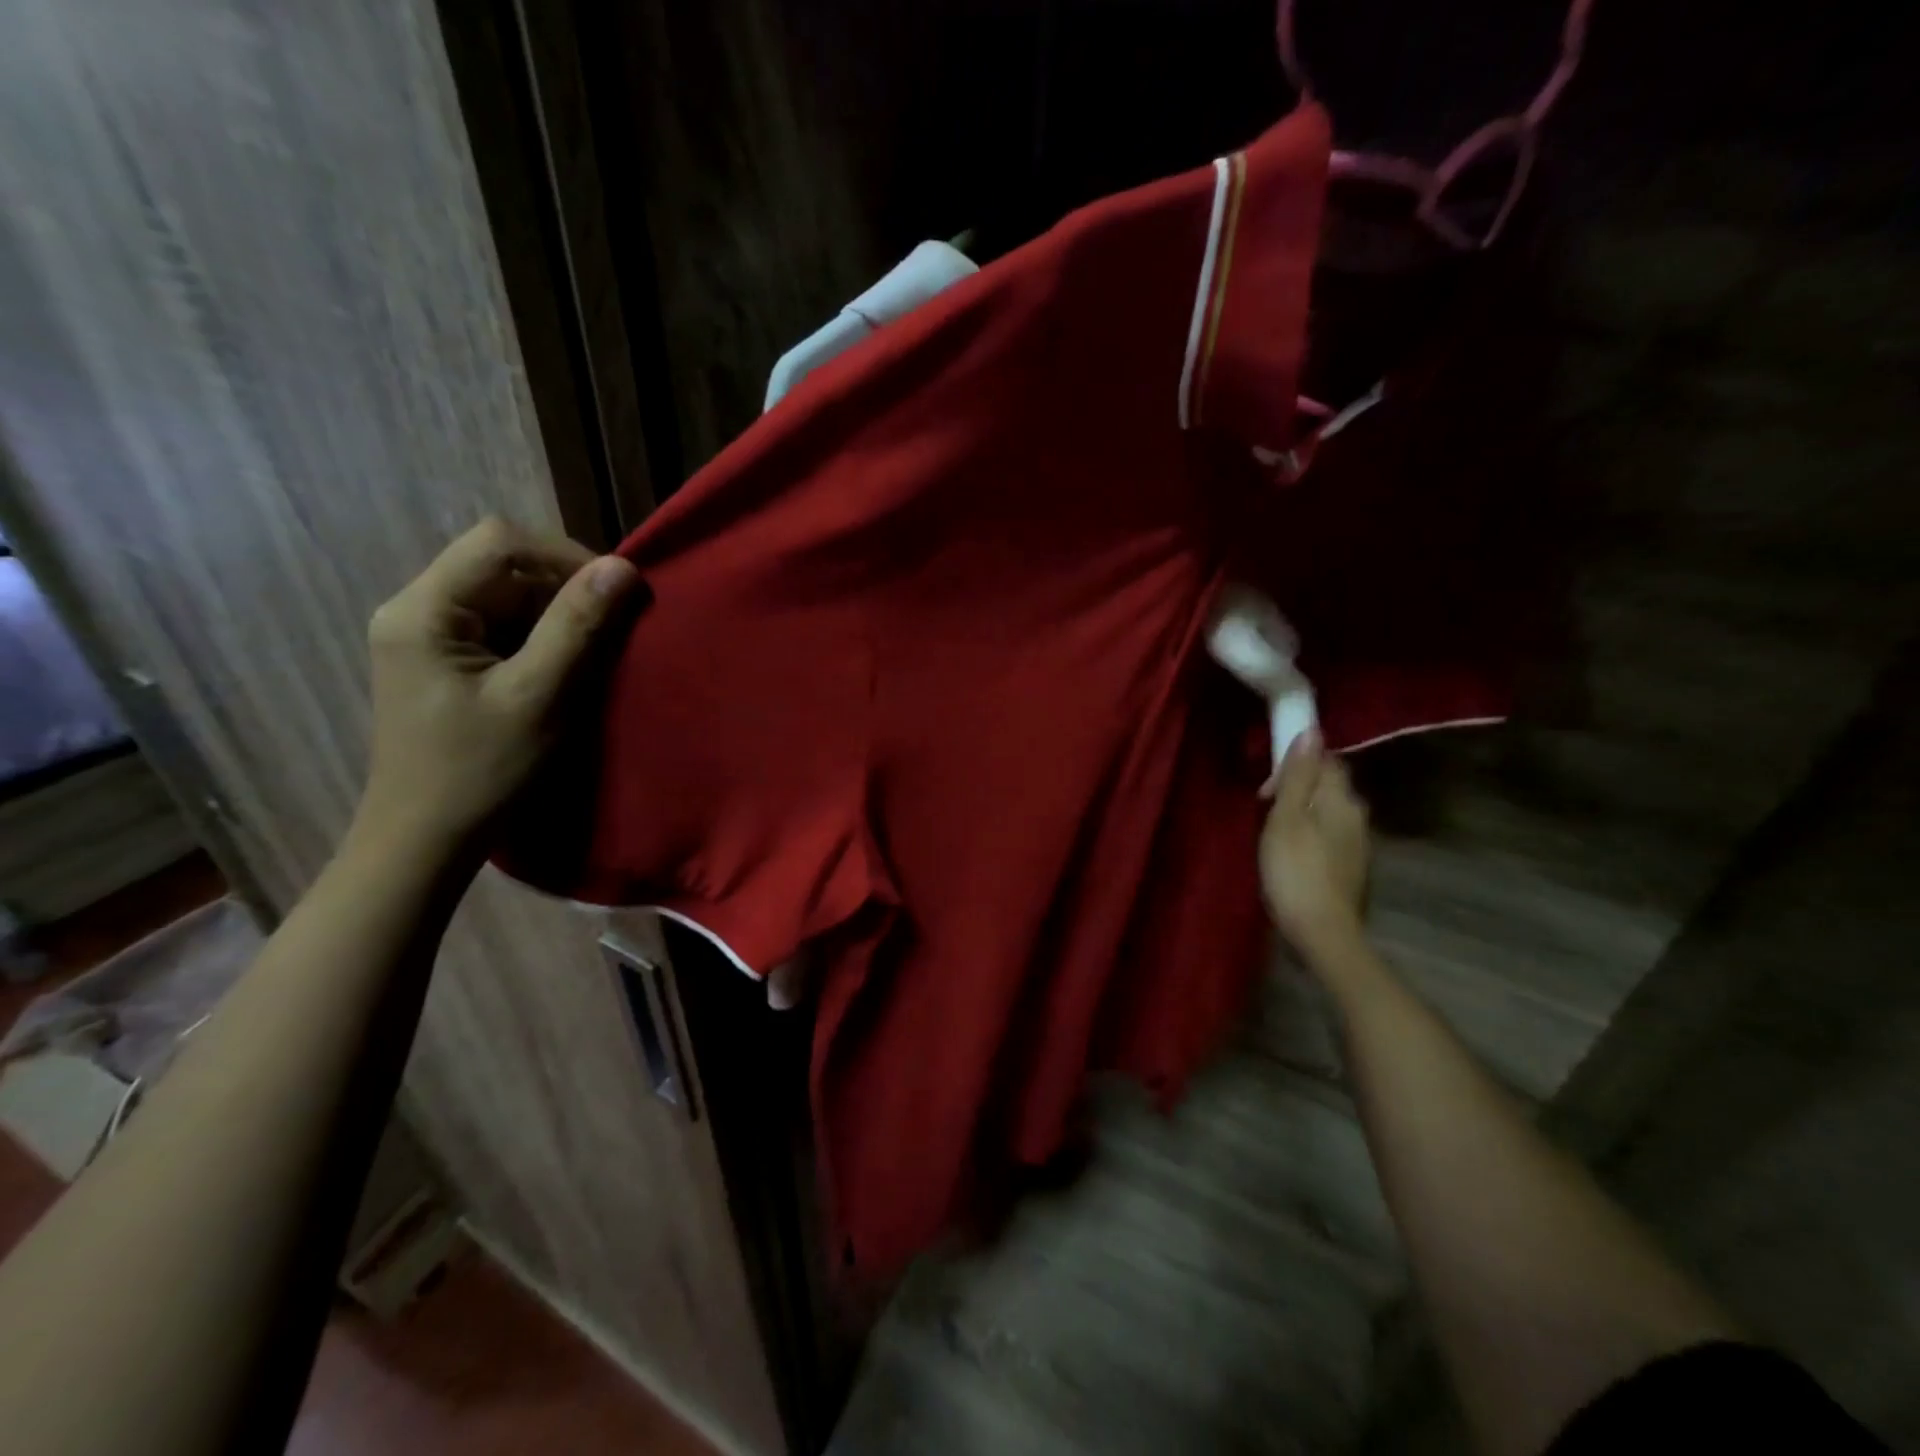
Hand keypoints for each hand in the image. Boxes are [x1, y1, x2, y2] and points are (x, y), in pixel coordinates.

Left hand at [355, 518, 643, 852]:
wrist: (427, 839)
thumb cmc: (481, 772)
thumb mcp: (539, 697)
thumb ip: (577, 627)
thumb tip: (623, 569)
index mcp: (424, 610)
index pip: (500, 542)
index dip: (566, 556)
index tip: (616, 594)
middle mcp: (418, 609)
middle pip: (504, 564)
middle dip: (566, 587)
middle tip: (614, 627)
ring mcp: (429, 635)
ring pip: (509, 594)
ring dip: (560, 614)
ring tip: (596, 650)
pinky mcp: (448, 660)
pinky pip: (505, 625)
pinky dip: (545, 636)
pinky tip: (567, 667)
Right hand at [1259, 731, 1370, 954]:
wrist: (1323, 932)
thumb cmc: (1295, 870)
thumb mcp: (1286, 818)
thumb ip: (1298, 775)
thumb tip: (1313, 731)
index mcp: (1343, 800)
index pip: (1326, 761)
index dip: (1296, 765)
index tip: (1267, 789)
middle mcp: (1358, 816)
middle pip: (1329, 786)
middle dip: (1299, 788)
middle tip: (1266, 809)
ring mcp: (1359, 844)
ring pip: (1329, 812)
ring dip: (1304, 813)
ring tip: (1275, 832)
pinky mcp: (1353, 867)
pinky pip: (1330, 835)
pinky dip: (1311, 834)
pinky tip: (1293, 854)